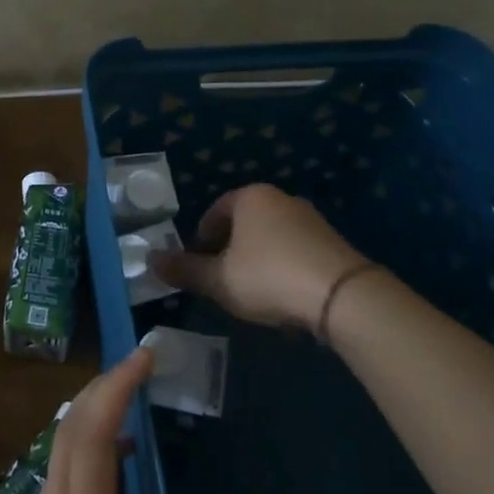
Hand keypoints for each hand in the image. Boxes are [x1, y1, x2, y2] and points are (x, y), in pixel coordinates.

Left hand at [0, 349, 244, 493]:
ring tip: (132, 415)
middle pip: (69, 431)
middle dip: (102, 389)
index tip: (143, 355)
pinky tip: (113, 490)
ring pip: (61, 456)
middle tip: (140, 368)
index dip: (115, 387)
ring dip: (92, 421)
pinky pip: (62, 485)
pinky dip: (88, 458)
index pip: (90, 432)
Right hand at [151, 183, 365, 331]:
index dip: (201, 239)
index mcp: (249, 197)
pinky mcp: (333, 242)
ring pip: (271, 237)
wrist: (344, 296)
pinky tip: (284, 297)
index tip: (198, 265)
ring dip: (257, 260)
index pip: (214, 212)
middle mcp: (280, 199)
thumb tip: (150, 259)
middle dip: (229, 249)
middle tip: (221, 279)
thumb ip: (184, 270)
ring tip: (252, 292)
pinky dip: (284, 268)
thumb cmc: (269, 277)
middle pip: (244, 223)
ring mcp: (311, 219)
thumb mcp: (219, 279)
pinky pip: (296, 251)